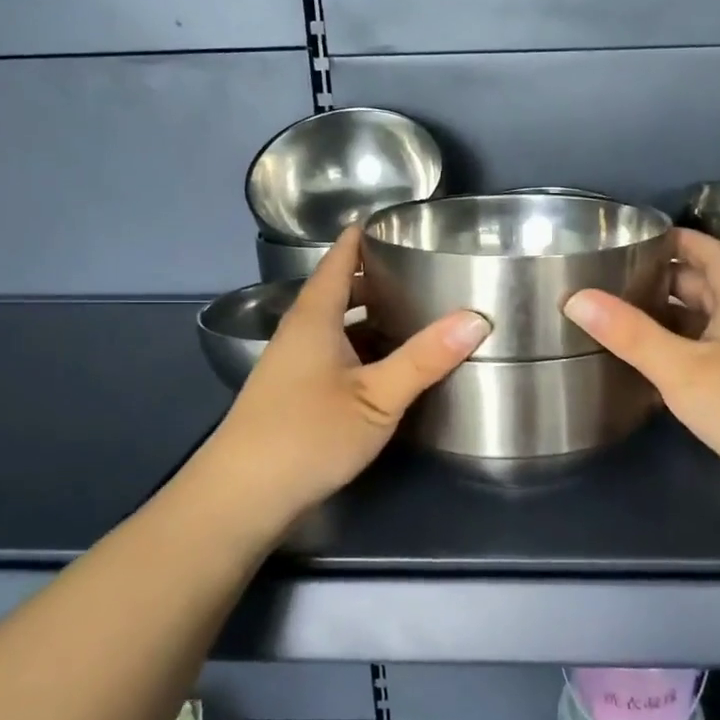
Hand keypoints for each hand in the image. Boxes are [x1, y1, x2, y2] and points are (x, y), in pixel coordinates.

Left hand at [202, 228, 488, 525]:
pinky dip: (361, 350)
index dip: (359, 240)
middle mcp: (299, 335)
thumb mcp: (377, 397)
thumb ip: (425, 358)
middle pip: (336, 294)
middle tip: (418, 271)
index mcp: (314, 320)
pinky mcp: (293, 398)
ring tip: (411, 314)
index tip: (390, 223)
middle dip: (372, 280)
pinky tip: (385, 367)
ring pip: (335, 329)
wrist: (242, 496)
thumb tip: (477, 318)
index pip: (337, 263)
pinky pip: (333, 357)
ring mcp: (292, 368)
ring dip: (368, 318)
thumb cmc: (308, 434)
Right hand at [564, 228, 719, 526]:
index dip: (677, 239)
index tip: (636, 237)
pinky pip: (704, 361)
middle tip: (612, 281)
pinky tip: (644, 369)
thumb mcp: (683, 367)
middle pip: (704, 288)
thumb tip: (576, 297)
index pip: (710, 252)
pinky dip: (675, 357)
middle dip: (663, 280)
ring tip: (617, 320)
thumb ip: (630, 334)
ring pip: (702, 327)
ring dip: (666, 321)